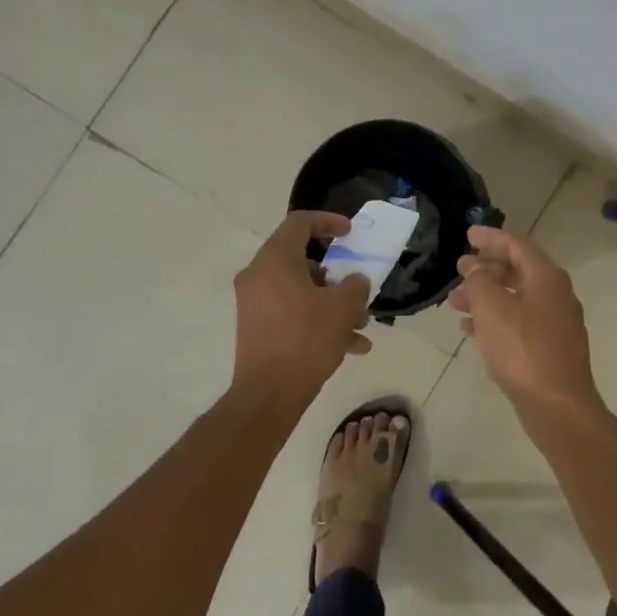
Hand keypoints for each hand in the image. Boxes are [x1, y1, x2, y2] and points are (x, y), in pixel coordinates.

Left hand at [233, 211, 372, 397]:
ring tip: (361, 325)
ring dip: (332, 303)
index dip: (328, 221)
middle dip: (336, 275)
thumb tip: (354, 282)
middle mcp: (258, 276)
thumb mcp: (342, 308)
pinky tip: (351, 347)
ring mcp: (255, 303)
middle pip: (301, 260)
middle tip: (357, 288)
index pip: (299, 223)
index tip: (349, 232)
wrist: (269, 393)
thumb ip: (355, 286)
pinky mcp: (257, 327)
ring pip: (300, 290)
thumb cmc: (306, 339)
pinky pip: (292, 313)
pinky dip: (318, 321)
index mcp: (274, 260)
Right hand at [450, 226, 601, 413]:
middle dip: (486, 269)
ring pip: (516, 298)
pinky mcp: (551, 348)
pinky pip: (519, 322)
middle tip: (459, 268)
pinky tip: (471, 330)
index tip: (468, 234)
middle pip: (518, 271)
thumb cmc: (522, 350)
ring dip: (486, 296)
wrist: (557, 405)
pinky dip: (496, 319)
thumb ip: (479, 281)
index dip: (491, 238)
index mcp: (546, 278)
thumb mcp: (492, 309)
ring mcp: (556, 323)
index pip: (517, 245)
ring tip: (455, 302)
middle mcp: (556, 294)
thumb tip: (474, 266)